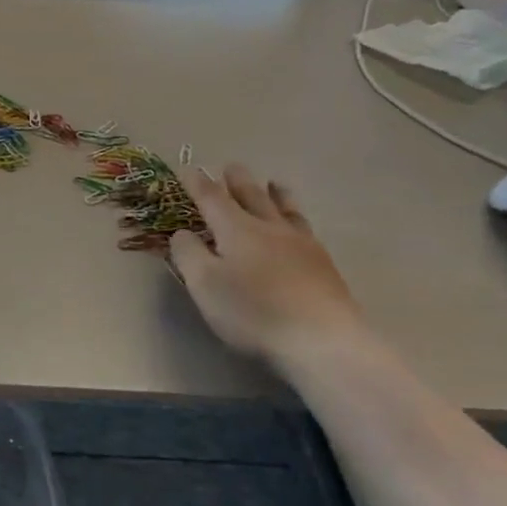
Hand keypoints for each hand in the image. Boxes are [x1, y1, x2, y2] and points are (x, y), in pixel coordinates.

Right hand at [170, 164, 362, 359]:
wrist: (321, 339)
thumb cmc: (253, 311)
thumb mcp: (205, 285)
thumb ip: (188, 254)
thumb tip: (182, 232)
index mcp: (236, 229)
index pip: (212, 198)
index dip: (197, 183)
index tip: (186, 168)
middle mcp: (269, 227)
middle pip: (251, 196)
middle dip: (237, 181)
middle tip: (231, 166)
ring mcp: (301, 244)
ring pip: (285, 209)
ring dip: (275, 193)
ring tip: (274, 183)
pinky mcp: (323, 264)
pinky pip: (305, 228)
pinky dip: (295, 217)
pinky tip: (299, 226)